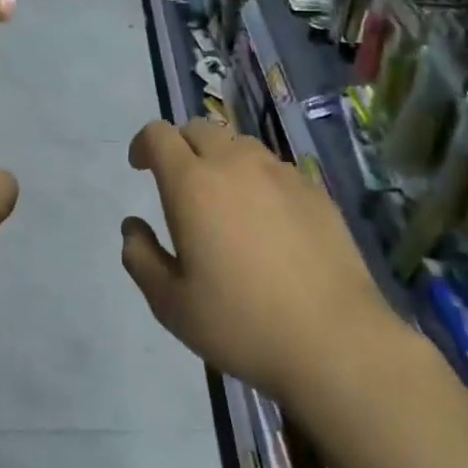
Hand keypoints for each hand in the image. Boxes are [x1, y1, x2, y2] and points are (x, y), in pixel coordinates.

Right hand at [120, 118, 395, 409]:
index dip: (143, 144)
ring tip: (224, 201)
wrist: (334, 339)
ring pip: (239, 144)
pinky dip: (258, 179)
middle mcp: (235, 164)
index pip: (158, 134)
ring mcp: (280, 173)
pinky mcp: (314, 189)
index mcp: (192, 184)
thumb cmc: (241, 323)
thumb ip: (140, 257)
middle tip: (179, 185)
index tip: (140, 168)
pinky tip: (267, 221)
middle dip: (180, 146)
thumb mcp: (171, 304)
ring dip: (221, 159)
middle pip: (199, 128)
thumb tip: (132, 227)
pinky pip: (274, 168)